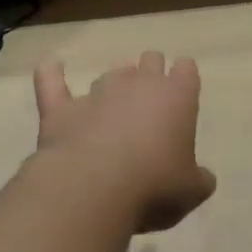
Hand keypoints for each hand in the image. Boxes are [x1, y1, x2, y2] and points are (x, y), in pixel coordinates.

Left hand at [33, 52, 215, 233]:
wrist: (93, 191)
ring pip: (111, 73)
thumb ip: (198, 179)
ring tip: (114, 107)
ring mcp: (98, 93)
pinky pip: (52, 82)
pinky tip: (51, 67)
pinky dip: (51, 74)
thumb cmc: (154, 187)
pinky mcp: (62, 109)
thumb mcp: (191, 191)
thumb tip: (201, 179)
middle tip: (150, 101)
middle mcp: (139, 84)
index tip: (183, 95)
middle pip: (150, 60)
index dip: (184, 79)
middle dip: (151, 73)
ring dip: (115, 85)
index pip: (186, 69)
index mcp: (177, 97)